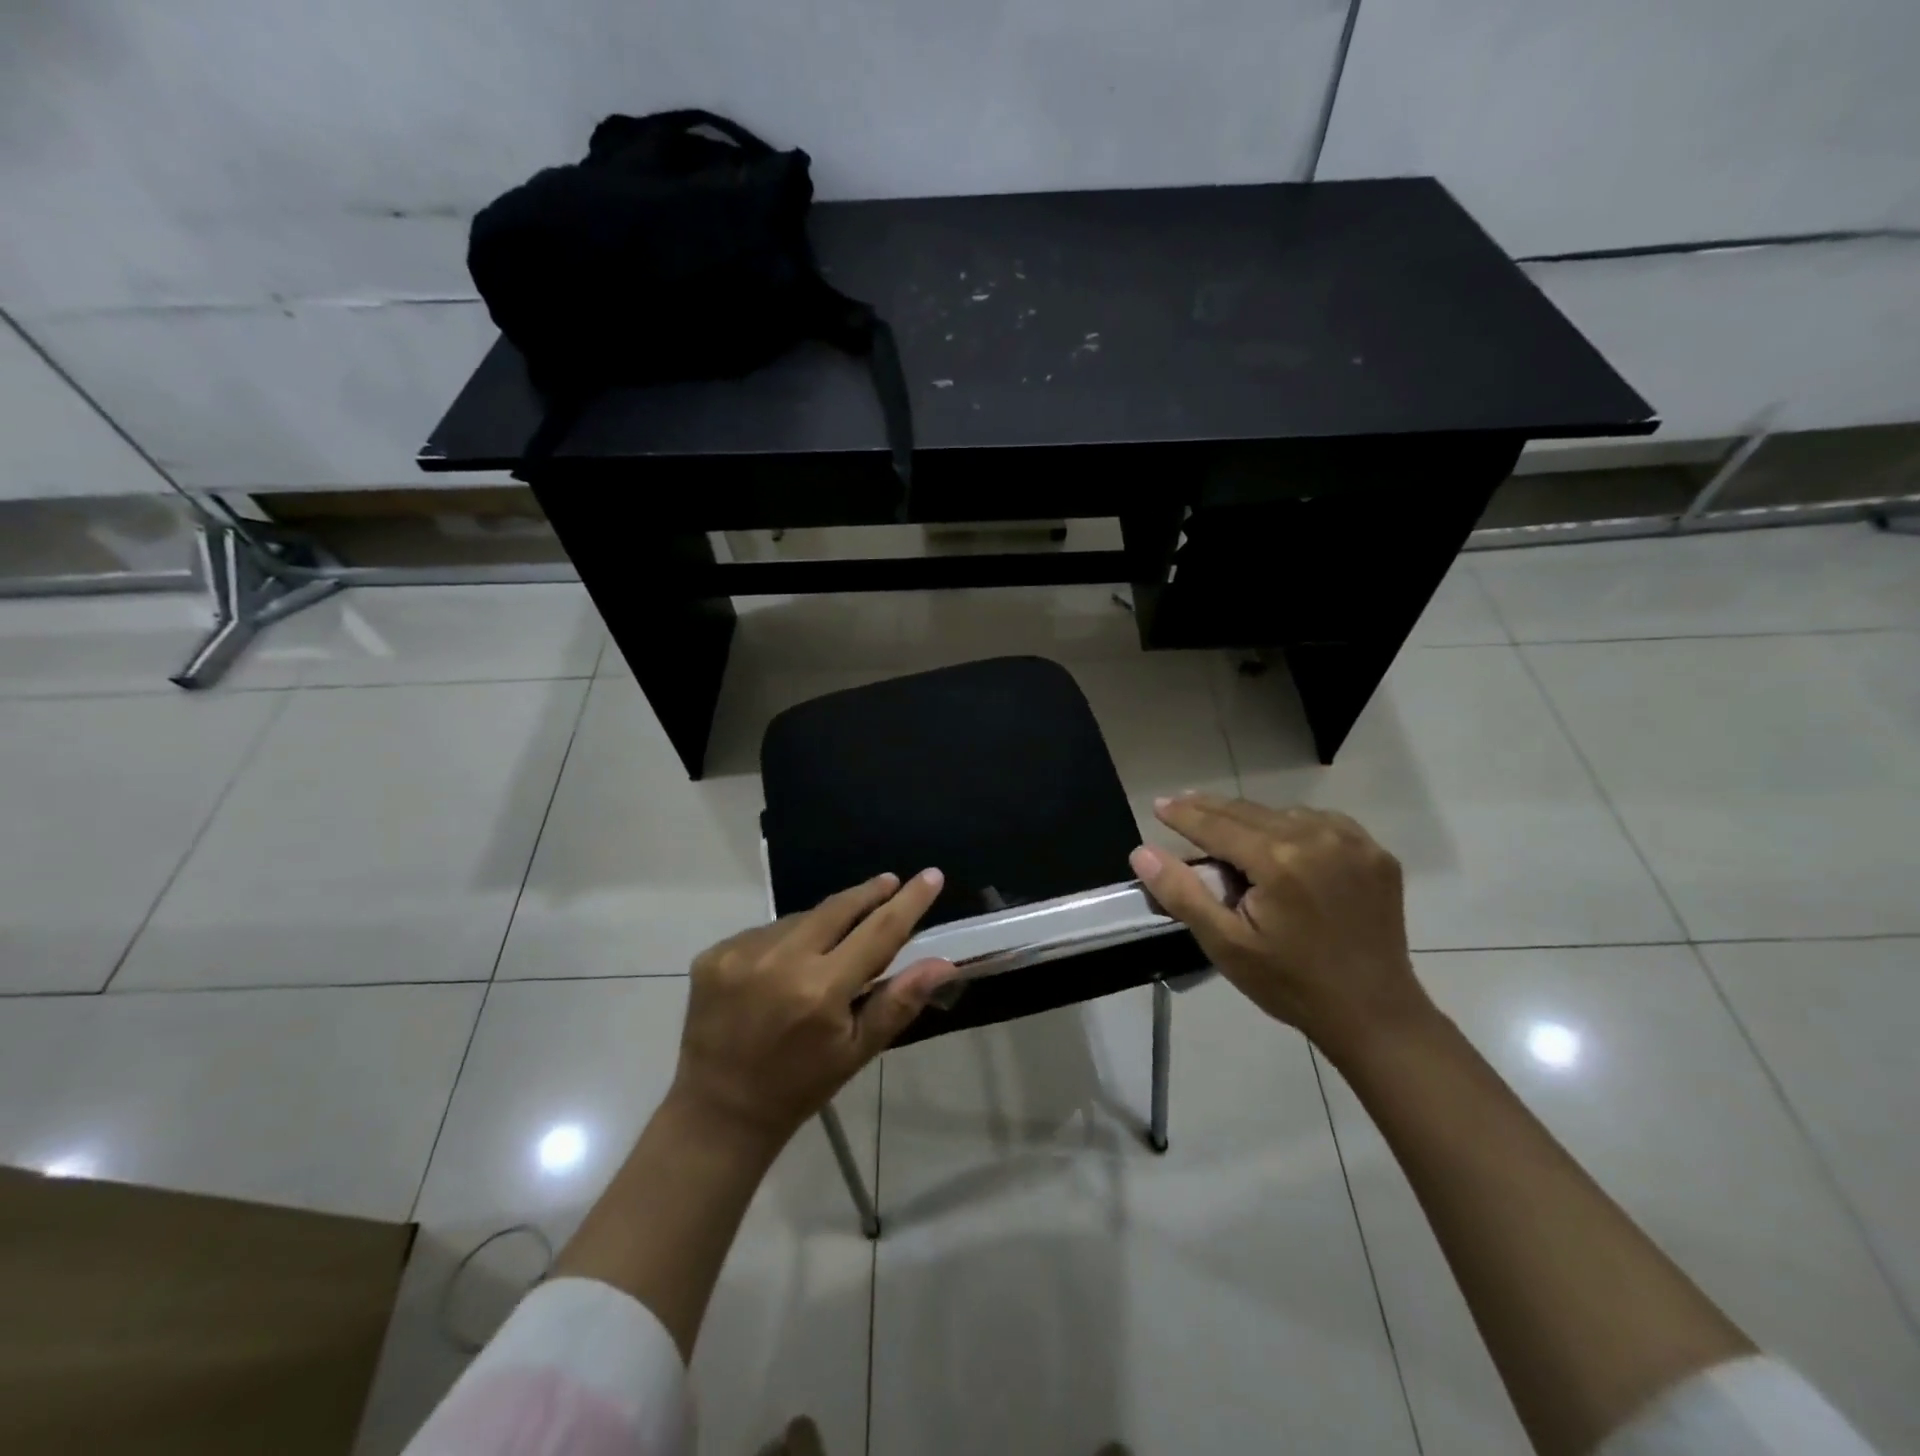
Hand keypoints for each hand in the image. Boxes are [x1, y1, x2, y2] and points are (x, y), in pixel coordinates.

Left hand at [671, 869, 953, 1144]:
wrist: (718, 1110)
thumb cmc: (800, 1086)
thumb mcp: (856, 1052)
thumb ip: (899, 1002)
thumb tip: (943, 962)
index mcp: (821, 991)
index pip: (878, 931)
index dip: (909, 902)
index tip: (930, 876)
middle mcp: (780, 961)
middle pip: (837, 909)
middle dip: (868, 893)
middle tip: (889, 882)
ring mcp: (741, 953)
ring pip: (800, 919)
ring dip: (822, 924)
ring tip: (828, 948)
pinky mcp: (715, 954)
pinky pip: (765, 931)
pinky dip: (784, 940)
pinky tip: (783, 966)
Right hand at [1129, 795, 1430, 1054]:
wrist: (1373, 1013)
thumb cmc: (1290, 983)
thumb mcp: (1226, 944)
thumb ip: (1182, 894)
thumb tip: (1142, 852)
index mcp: (1278, 861)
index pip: (1217, 826)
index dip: (1184, 815)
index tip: (1158, 804)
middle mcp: (1317, 838)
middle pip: (1249, 812)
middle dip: (1211, 808)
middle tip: (1180, 803)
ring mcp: (1353, 842)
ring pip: (1284, 814)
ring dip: (1252, 818)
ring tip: (1226, 828)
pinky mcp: (1376, 854)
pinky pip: (1322, 823)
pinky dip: (1294, 825)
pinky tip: (1281, 840)